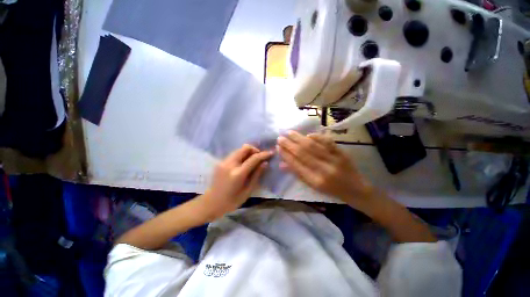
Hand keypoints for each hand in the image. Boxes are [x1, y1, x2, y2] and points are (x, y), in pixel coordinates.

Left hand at [202, 144, 272, 217]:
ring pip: (239, 149)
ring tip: (253, 160)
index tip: (270, 153)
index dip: (263, 154)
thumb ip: (256, 175)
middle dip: (255, 150)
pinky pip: (234, 154)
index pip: (253, 158)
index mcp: (237, 174)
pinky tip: (244, 164)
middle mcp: (229, 164)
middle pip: (245, 148)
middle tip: (260, 157)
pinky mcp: (220, 162)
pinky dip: (242, 155)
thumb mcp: (247, 191)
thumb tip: (265, 163)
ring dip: (248, 152)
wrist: (211, 203)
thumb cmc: (231, 201)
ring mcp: (223, 162)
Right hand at [277, 131, 373, 206]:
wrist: (356, 190)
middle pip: (302, 153)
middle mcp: (323, 170)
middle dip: (289, 144)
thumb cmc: (331, 190)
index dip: (285, 155)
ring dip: (299, 138)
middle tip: (280, 138)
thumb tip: (282, 164)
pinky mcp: (342, 153)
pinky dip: (316, 137)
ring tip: (289, 133)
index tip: (278, 148)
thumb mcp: (313, 186)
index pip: (296, 165)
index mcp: (315, 181)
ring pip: (312, 145)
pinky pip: (327, 142)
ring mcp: (333, 160)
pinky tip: (308, 134)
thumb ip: (298, 174)